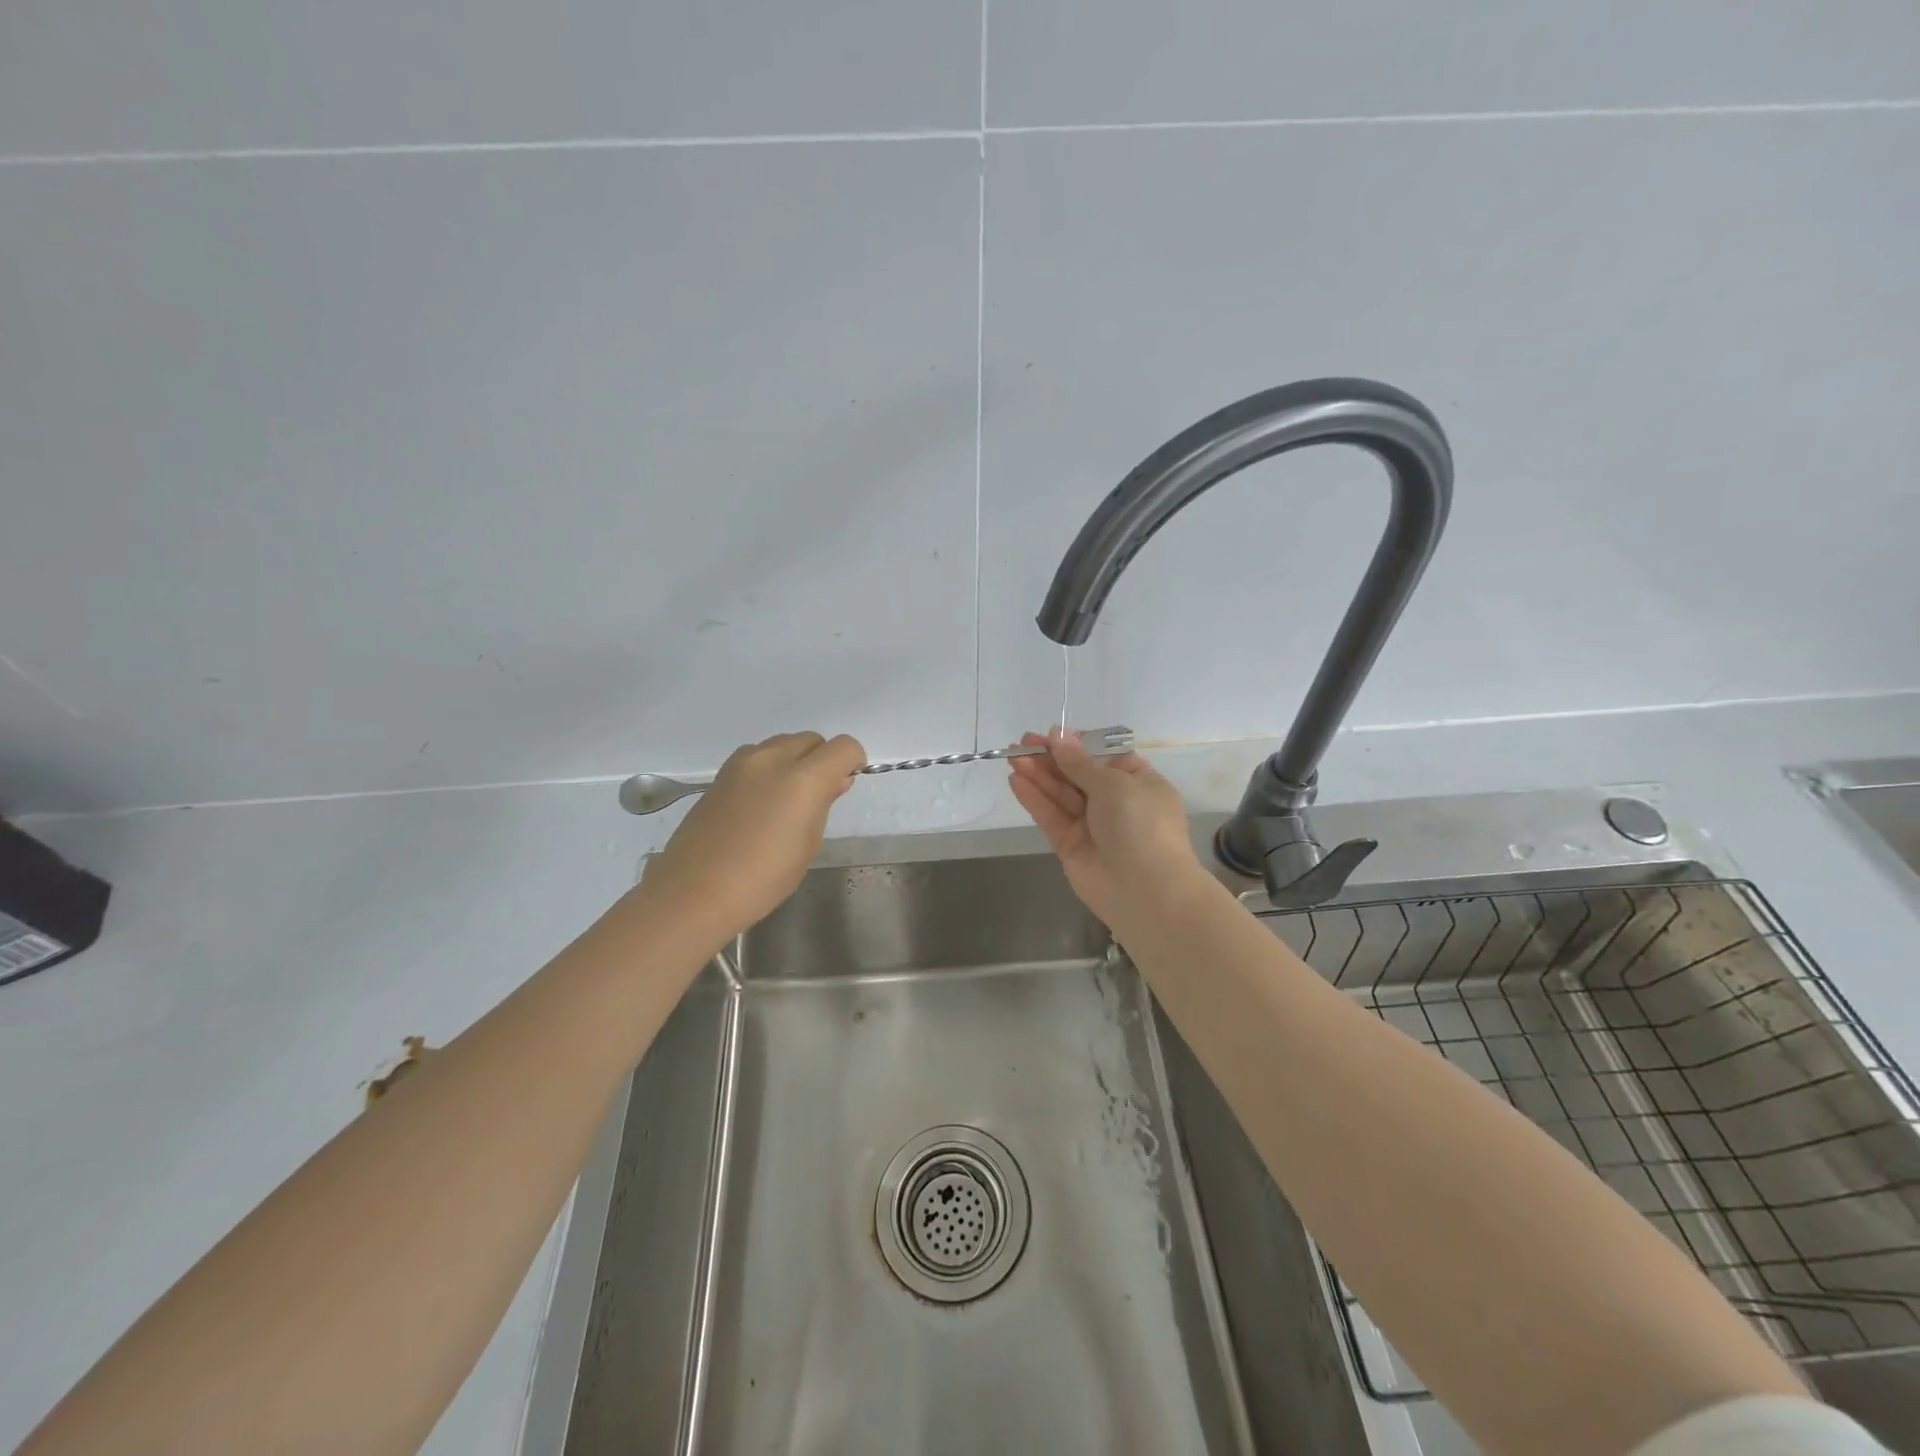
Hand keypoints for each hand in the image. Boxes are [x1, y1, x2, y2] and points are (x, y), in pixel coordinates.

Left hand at [641, 731, 865, 941]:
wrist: (693, 893)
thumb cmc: (762, 879)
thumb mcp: (807, 845)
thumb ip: (823, 804)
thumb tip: (833, 781)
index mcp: (801, 778)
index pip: (843, 747)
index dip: (853, 761)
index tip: (846, 784)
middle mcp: (771, 759)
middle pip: (811, 740)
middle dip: (822, 759)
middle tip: (818, 796)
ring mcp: (740, 764)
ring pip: (782, 744)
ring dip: (794, 761)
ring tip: (787, 801)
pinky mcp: (719, 775)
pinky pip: (757, 758)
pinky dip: (769, 770)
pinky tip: (760, 805)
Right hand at [1007, 728, 1205, 927]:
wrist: (1145, 890)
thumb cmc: (1140, 824)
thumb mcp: (1113, 784)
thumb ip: (1079, 762)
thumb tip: (1057, 735)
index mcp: (1138, 782)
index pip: (1105, 756)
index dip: (1078, 745)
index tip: (1053, 734)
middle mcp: (1116, 802)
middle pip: (1078, 774)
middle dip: (1051, 758)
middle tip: (1022, 742)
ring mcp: (1092, 825)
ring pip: (1061, 794)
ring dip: (1038, 775)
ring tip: (1013, 756)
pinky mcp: (1070, 845)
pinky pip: (1051, 817)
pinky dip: (1034, 799)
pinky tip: (1016, 780)